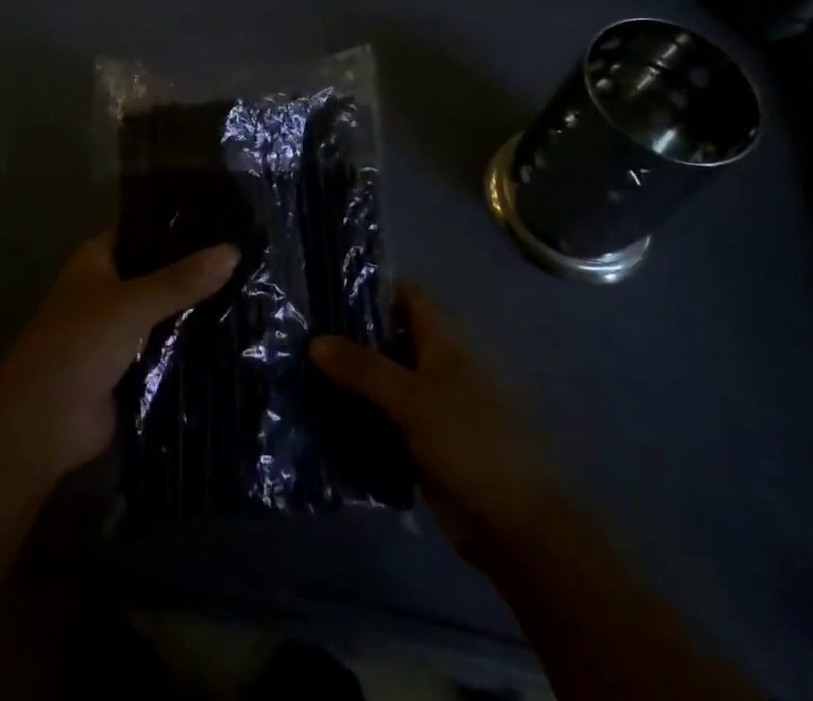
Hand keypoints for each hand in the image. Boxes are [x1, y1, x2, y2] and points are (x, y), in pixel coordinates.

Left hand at [0, 232, 238, 485]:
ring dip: (198, 307)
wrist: (44, 424)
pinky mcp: (133, 368)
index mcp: (98, 260)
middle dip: (196, 268)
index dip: (178, 223)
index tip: (225, 217)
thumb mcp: (132, 304)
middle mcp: (109, 289)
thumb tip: (233, 250)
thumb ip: (182, 279)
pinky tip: (235, 333)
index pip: (144, 229)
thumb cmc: (78, 345)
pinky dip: (193, 343)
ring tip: (254, 288)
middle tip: (250, 255)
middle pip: (159, 271)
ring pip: (167, 310)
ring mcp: (121, 330)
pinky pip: (169, 347)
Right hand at [311, 284, 552, 564]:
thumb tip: (314, 341)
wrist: (514, 527)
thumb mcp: (412, 399)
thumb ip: (362, 368)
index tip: (325, 287)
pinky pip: (381, 415)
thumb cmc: (470, 442)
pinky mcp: (420, 439)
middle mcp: (435, 363)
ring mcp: (428, 403)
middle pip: (387, 336)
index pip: (405, 294)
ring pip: (381, 378)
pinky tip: (318, 413)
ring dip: (348, 377)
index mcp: (444, 340)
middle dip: (348, 334)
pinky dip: (356, 412)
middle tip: (299, 331)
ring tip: (297, 368)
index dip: (369, 286)